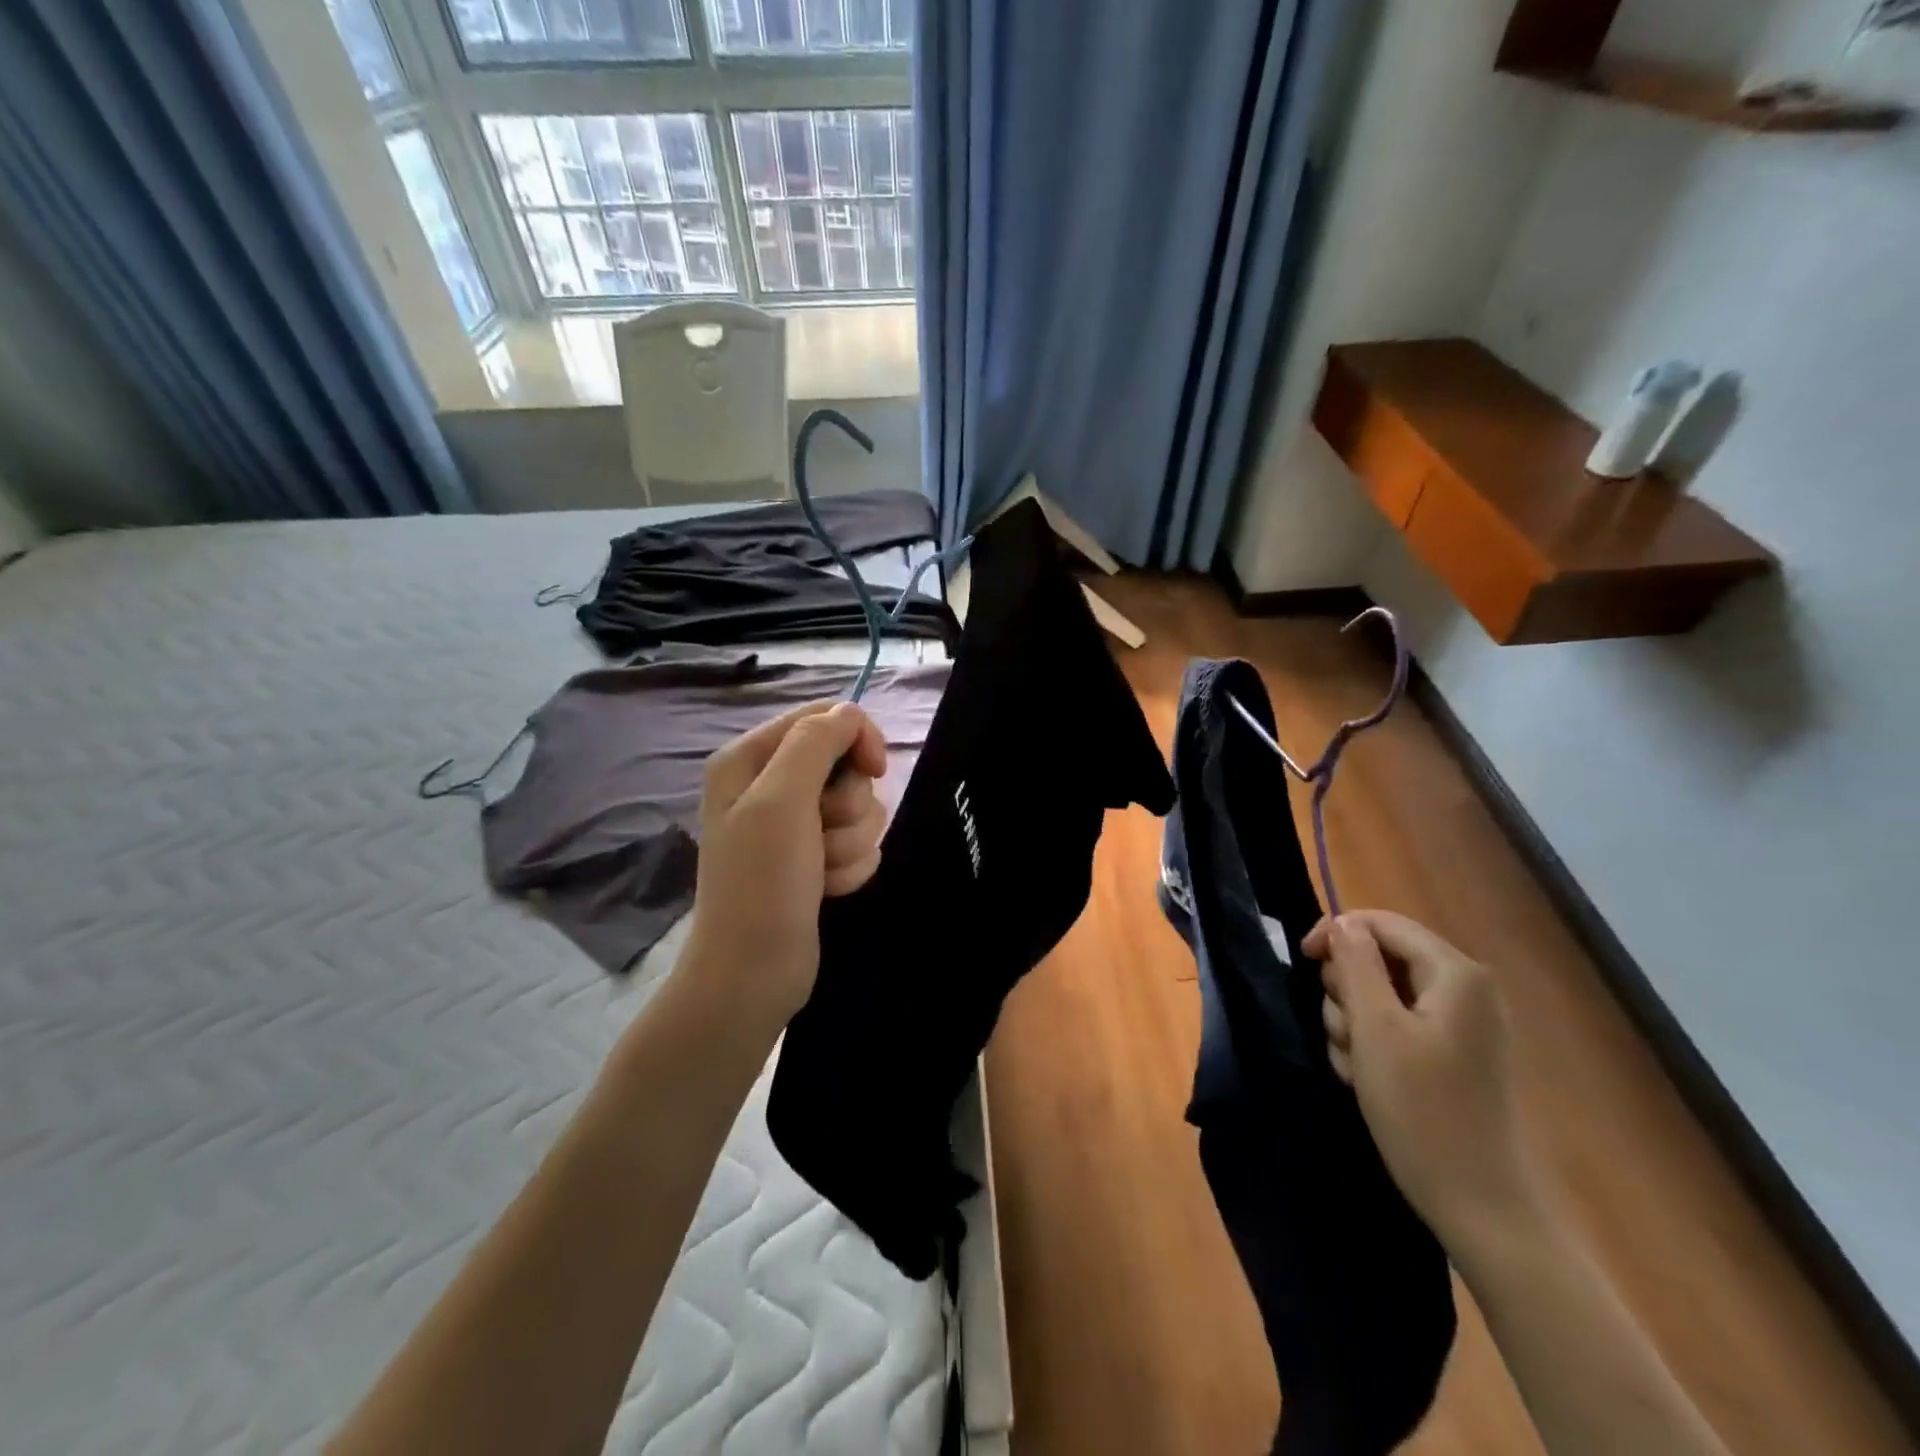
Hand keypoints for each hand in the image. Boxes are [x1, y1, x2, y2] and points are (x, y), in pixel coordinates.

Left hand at [682, 701, 887, 1028]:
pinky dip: (849, 867)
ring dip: (850, 843)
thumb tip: (849, 713)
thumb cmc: (761, 883)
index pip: (824, 717)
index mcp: (750, 758)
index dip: (857, 737)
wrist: (753, 973)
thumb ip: (814, 743)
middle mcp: (771, 785)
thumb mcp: (781, 800)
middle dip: (848, 805)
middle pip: (847, 765)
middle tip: (821, 835)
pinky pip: (859, 843)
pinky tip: (825, 889)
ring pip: (860, 808)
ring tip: (819, 871)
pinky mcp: (814, 857)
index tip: (874, 770)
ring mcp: (794, 825)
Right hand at [1305, 910, 1540, 1249]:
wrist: (1480, 1206)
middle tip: (1346, 1034)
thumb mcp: (1375, 1028)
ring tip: (1355, 1066)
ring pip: (1379, 994)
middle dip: (1347, 991)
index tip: (1303, 962)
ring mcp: (1459, 1023)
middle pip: (1379, 958)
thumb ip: (1355, 964)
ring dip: (1353, 1024)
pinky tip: (1366, 1079)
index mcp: (1455, 973)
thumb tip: (1342, 923)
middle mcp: (1464, 989)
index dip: (1336, 933)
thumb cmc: (1423, 1110)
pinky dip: (1370, 1045)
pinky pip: (1394, 1026)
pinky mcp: (1450, 1054)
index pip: (1382, 923)